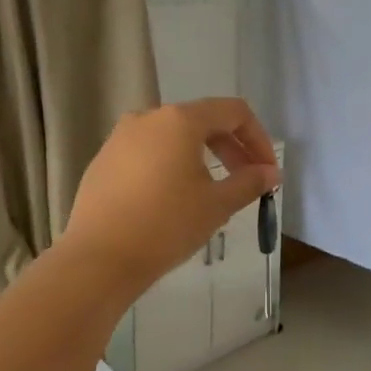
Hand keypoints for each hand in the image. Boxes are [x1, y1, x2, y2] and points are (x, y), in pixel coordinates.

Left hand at [61, 98, 280, 296]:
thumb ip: (249, 182)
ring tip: (212, 192)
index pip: (233, 112)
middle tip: (247, 181)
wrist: (99, 258)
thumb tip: (271, 172)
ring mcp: (120, 138)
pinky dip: (171, 166)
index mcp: (180, 120)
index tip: (267, 171)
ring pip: (173, 138)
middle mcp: (148, 118)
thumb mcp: (217, 205)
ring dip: (201, 158)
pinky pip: (148, 154)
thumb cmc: (166, 225)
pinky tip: (173, 199)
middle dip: (231, 148)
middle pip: (202, 121)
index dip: (258, 138)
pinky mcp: (103, 160)